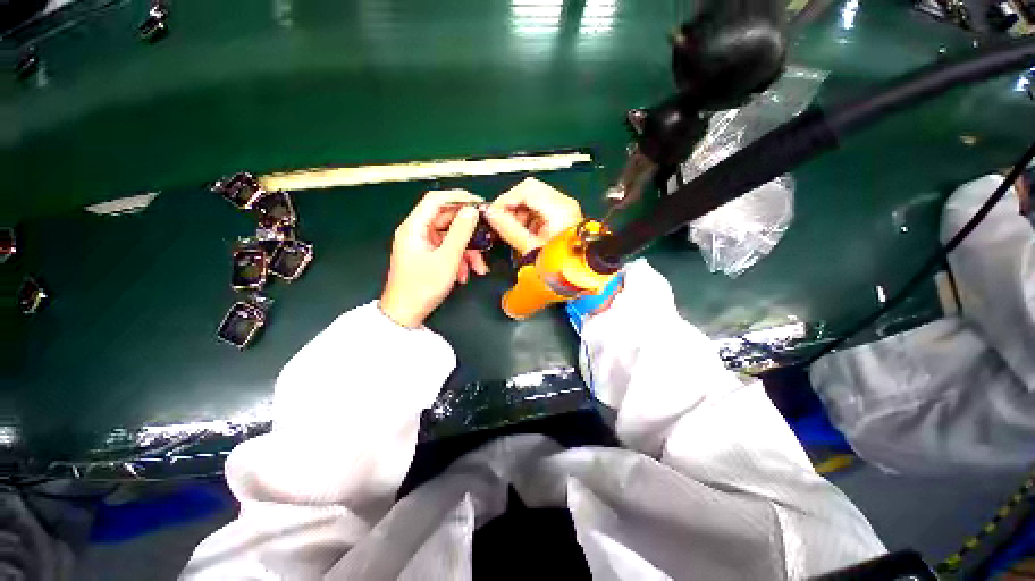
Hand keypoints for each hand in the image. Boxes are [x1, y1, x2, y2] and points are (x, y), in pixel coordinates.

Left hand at [380, 190, 488, 327]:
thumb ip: (461, 232)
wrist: (406, 314)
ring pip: (449, 238)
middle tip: (486, 241)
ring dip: (466, 251)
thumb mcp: (447, 259)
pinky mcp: (426, 256)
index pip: (436, 199)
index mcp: (414, 227)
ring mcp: (421, 244)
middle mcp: (416, 231)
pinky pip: (446, 250)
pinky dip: (458, 260)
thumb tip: (472, 210)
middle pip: (446, 220)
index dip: (458, 197)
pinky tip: (464, 275)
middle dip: (468, 233)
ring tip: (478, 268)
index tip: (479, 204)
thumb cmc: (423, 286)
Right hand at [485, 177, 582, 255]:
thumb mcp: (530, 248)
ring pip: (534, 197)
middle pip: (530, 190)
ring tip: (514, 230)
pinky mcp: (563, 214)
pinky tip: (525, 231)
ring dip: (520, 211)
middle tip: (502, 221)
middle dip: (512, 205)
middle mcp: (563, 202)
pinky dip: (529, 216)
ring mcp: (565, 207)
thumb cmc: (557, 264)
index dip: (505, 199)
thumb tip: (490, 214)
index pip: (526, 189)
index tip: (493, 213)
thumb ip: (508, 228)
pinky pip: (540, 207)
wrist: (577, 275)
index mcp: (558, 208)